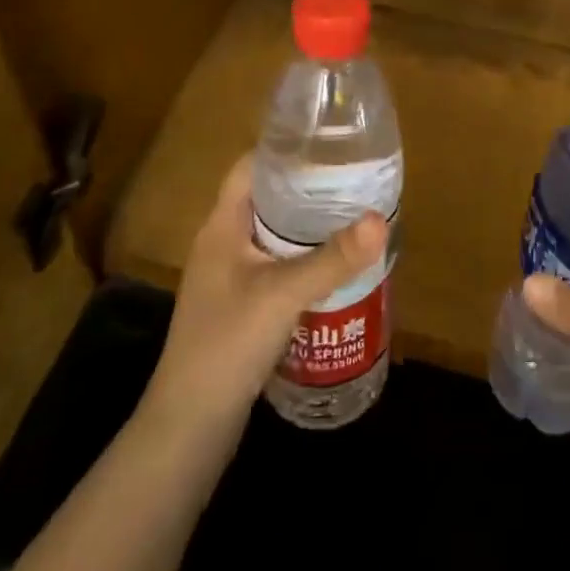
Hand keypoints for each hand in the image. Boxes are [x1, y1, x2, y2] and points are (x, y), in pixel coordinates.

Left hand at [142, 157, 387, 438]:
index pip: (250, 167)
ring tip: (353, 216)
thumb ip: (332, 258)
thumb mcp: (283, 295)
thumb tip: (380, 219)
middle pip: (268, 200)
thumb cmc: (226, 344)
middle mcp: (223, 244)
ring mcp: (230, 278)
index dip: (284, 149)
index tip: (328, 143)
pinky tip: (336, 268)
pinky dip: (304, 260)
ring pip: (275, 235)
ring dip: (309, 227)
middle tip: (354, 180)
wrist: (189, 427)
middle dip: (308, 188)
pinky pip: (278, 267)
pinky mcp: (241, 307)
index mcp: (222, 226)